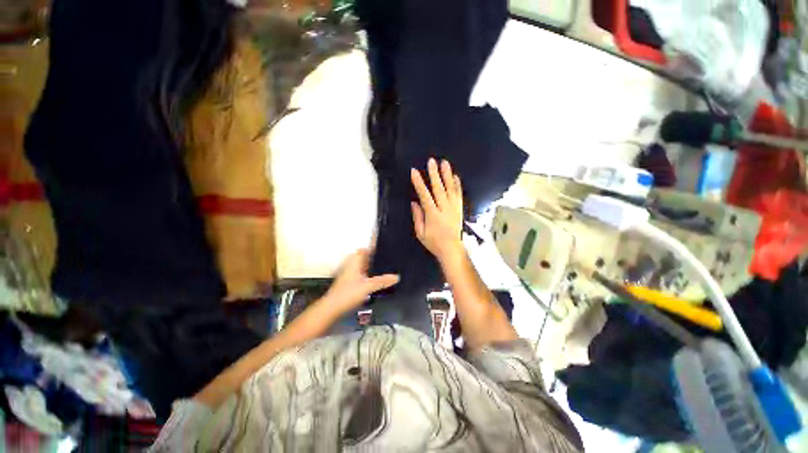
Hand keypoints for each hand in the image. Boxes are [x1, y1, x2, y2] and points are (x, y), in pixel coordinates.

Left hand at [325, 249, 398, 314]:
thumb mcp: (368, 286)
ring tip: (383, 269)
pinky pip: (360, 274)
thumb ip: (382, 281)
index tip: (383, 247)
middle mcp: (351, 265)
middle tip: (386, 259)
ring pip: (362, 266)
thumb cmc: (348, 293)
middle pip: (363, 257)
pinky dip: (367, 275)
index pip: (364, 249)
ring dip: (370, 267)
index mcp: (355, 262)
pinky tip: (374, 281)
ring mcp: (348, 274)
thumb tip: (396, 277)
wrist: (332, 307)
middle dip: (374, 257)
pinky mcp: (348, 282)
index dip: (373, 247)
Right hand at [410, 158, 464, 261]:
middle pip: (439, 188)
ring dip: (447, 175)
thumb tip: (414, 202)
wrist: (452, 249)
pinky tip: (455, 176)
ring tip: (445, 163)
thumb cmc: (434, 242)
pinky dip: (457, 184)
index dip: (419, 183)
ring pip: (450, 188)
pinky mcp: (459, 209)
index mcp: (433, 215)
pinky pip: (458, 194)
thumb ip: (418, 217)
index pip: (425, 195)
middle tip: (432, 161)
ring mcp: (454, 208)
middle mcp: (444, 209)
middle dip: (434, 174)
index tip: (414, 172)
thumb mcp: (421, 233)